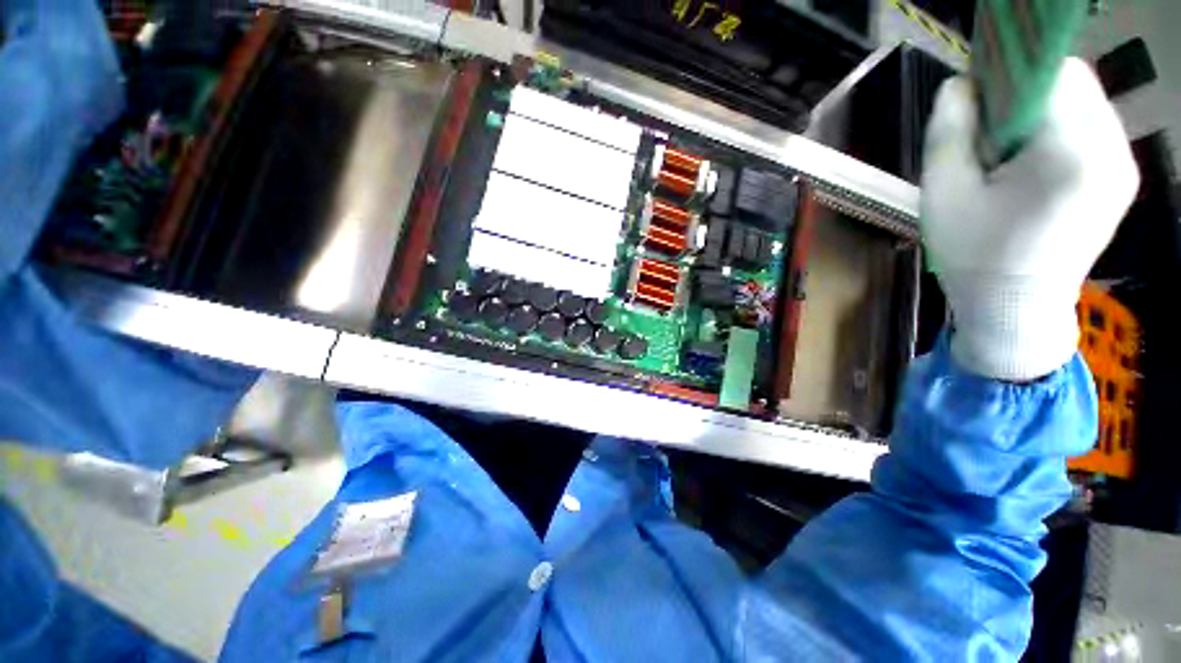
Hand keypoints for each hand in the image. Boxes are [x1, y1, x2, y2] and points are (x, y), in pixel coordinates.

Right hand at [920, 57, 1139, 380]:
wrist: (1015, 309)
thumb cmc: (973, 254)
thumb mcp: (943, 192)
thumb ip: (950, 129)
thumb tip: (962, 83)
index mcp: (1068, 153)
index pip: (1051, 72)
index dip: (1012, 71)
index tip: (979, 96)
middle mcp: (1111, 151)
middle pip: (1073, 82)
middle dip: (1029, 93)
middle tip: (991, 136)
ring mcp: (1123, 166)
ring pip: (1085, 102)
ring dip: (1045, 112)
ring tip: (1012, 157)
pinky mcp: (1121, 179)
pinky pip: (1094, 128)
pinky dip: (1062, 130)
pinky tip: (1036, 167)